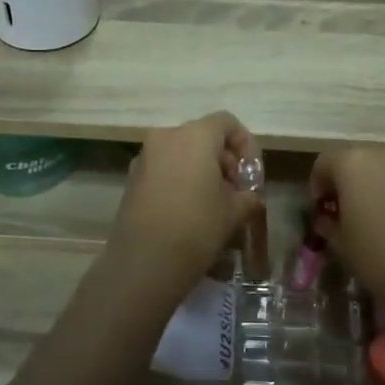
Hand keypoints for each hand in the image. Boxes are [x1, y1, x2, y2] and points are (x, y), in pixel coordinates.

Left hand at [110, 113, 261, 284]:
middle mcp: (166, 137)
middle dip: (224, 161)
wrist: (143, 262)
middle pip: (203, 138)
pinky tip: (190, 213)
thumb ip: (248, 196)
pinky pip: (164, 170)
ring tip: (215, 205)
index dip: (246, 145)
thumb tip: (250, 196)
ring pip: (182, 154)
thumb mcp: (235, 212)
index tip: (251, 175)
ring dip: (202, 172)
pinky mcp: (132, 179)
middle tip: (237, 192)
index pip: (227, 123)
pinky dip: (181, 182)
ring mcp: (145, 157)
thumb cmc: (197, 228)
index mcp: (195, 136)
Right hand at [309, 147, 384, 316]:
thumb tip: (327, 218)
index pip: (324, 163)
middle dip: (345, 182)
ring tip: (370, 215)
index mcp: (352, 163)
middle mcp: (383, 154)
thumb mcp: (340, 242)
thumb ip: (328, 222)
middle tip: (343, 210)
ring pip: (381, 168)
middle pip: (354, 160)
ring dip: (371, 185)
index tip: (320, 209)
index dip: (317, 185)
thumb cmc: (377, 256)